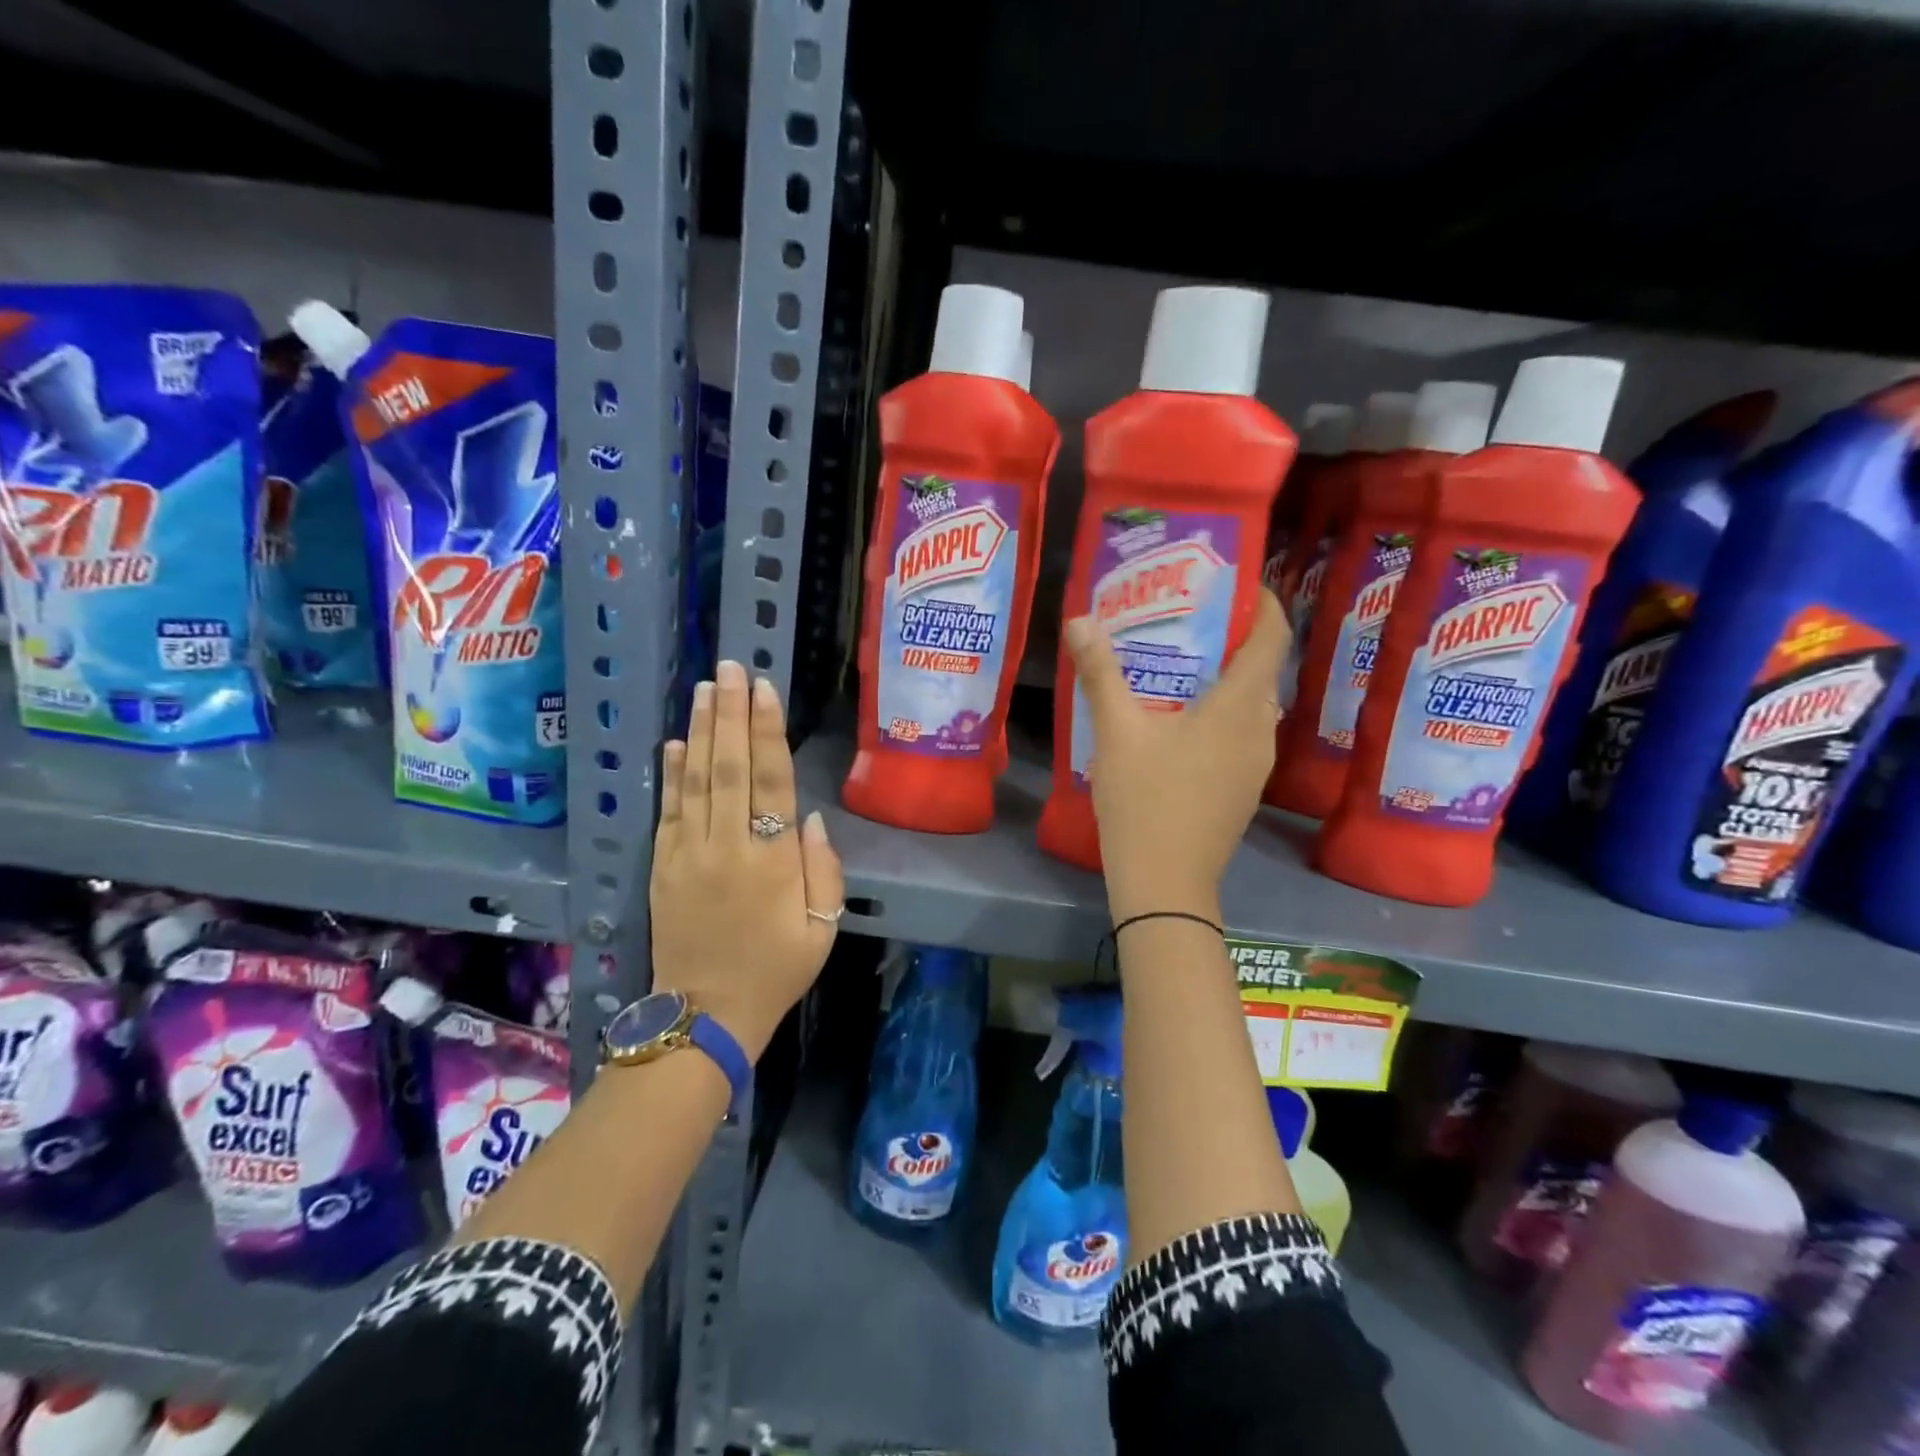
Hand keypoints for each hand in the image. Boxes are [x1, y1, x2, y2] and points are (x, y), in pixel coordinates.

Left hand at [650, 659, 843, 1059]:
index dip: (767, 732)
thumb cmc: (775, 971)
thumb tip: (810, 818)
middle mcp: (726, 847)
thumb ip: (822, 870)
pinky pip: (667, 811)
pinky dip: (671, 774)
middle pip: (728, 768)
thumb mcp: (821, 929)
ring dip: (700, 731)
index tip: (764, 690)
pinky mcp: (662, 867)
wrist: (705, 1017)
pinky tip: (673, 743)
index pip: (770, 781)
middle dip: (731, 714)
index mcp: (771, 862)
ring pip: (694, 781)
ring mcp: (687, 855)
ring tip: (705, 689)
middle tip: (731, 669)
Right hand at [1063, 589, 1289, 922]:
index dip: (1262, 603)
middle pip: (1262, 668)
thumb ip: (1100, 673)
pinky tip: (1181, 719)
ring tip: (1181, 662)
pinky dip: (1222, 710)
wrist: (1164, 882)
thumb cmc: (1144, 800)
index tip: (1232, 583)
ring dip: (1226, 677)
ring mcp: (1256, 763)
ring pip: (1252, 703)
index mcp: (1238, 707)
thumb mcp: (1116, 732)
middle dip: (1233, 637)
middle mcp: (1260, 730)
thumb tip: (1080, 620)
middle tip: (1188, 617)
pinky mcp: (1244, 787)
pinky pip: (1243, 731)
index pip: (1271, 638)